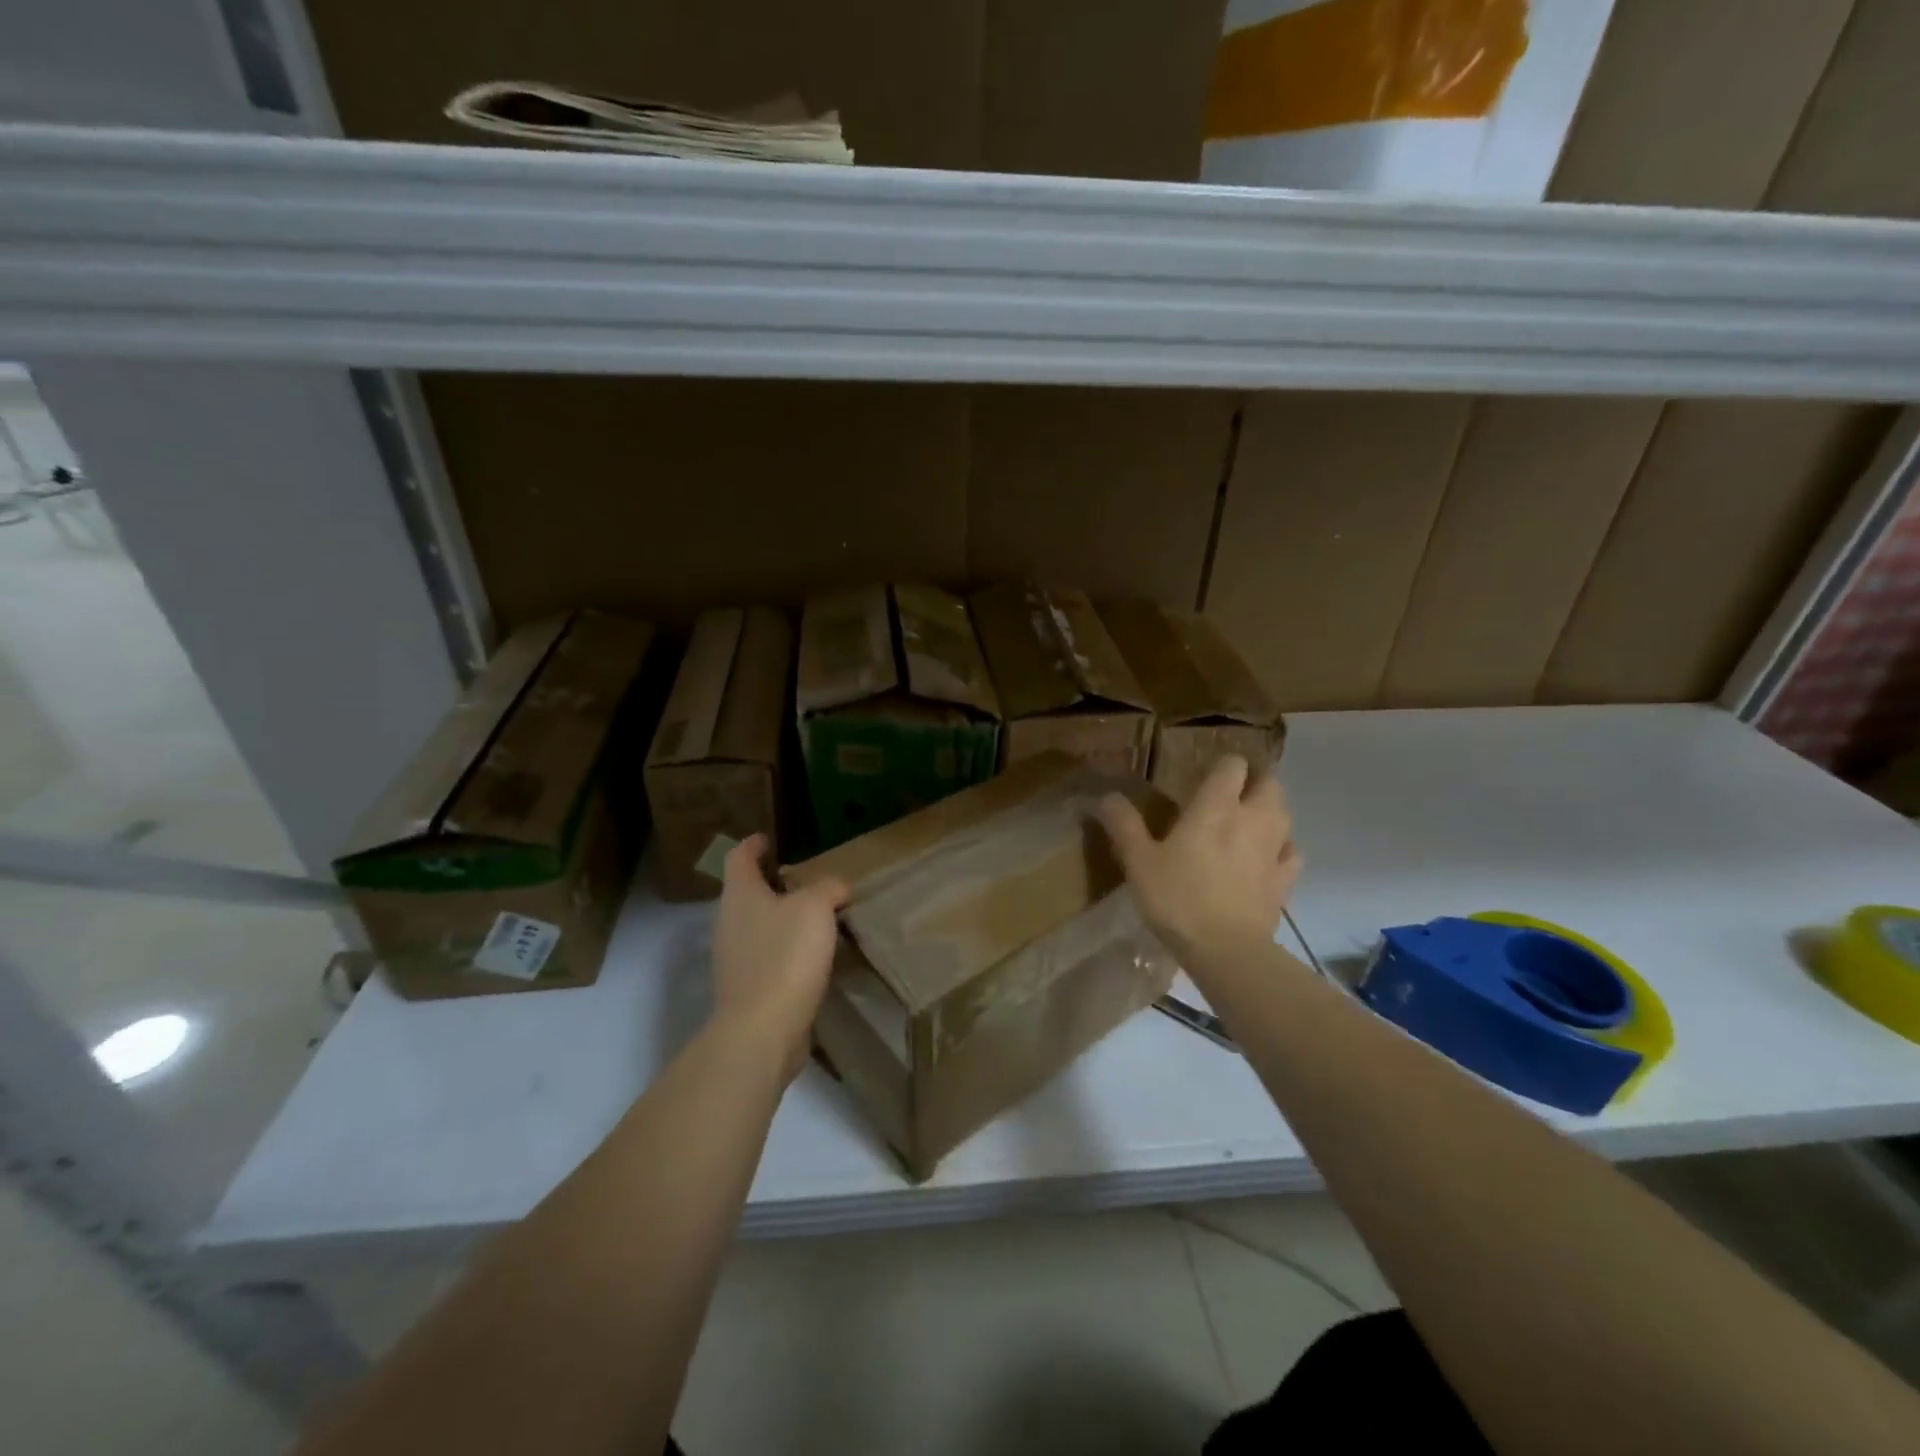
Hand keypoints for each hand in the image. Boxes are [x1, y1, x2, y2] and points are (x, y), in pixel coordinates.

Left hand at [709, 834, 849, 1082]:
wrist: (762, 1030)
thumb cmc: (785, 955)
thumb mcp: (815, 907)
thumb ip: (827, 888)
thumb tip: (835, 888)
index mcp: (740, 895)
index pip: (738, 857)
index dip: (753, 844)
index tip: (768, 838)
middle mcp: (729, 923)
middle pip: (746, 893)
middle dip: (772, 884)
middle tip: (806, 879)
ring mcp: (734, 959)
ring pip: (758, 926)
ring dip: (782, 919)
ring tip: (816, 917)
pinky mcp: (747, 990)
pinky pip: (767, 957)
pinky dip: (786, 950)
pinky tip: (813, 957)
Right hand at [1098, 756, 1301, 968]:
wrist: (1226, 950)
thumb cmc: (1178, 898)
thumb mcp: (1138, 861)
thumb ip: (1124, 825)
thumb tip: (1108, 797)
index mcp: (1216, 806)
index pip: (1233, 765)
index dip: (1222, 766)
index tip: (1206, 775)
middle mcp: (1252, 818)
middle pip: (1269, 784)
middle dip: (1253, 783)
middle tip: (1229, 796)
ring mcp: (1274, 850)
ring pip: (1283, 814)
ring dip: (1269, 812)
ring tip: (1246, 824)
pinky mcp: (1284, 880)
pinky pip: (1291, 852)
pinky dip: (1281, 848)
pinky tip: (1264, 859)